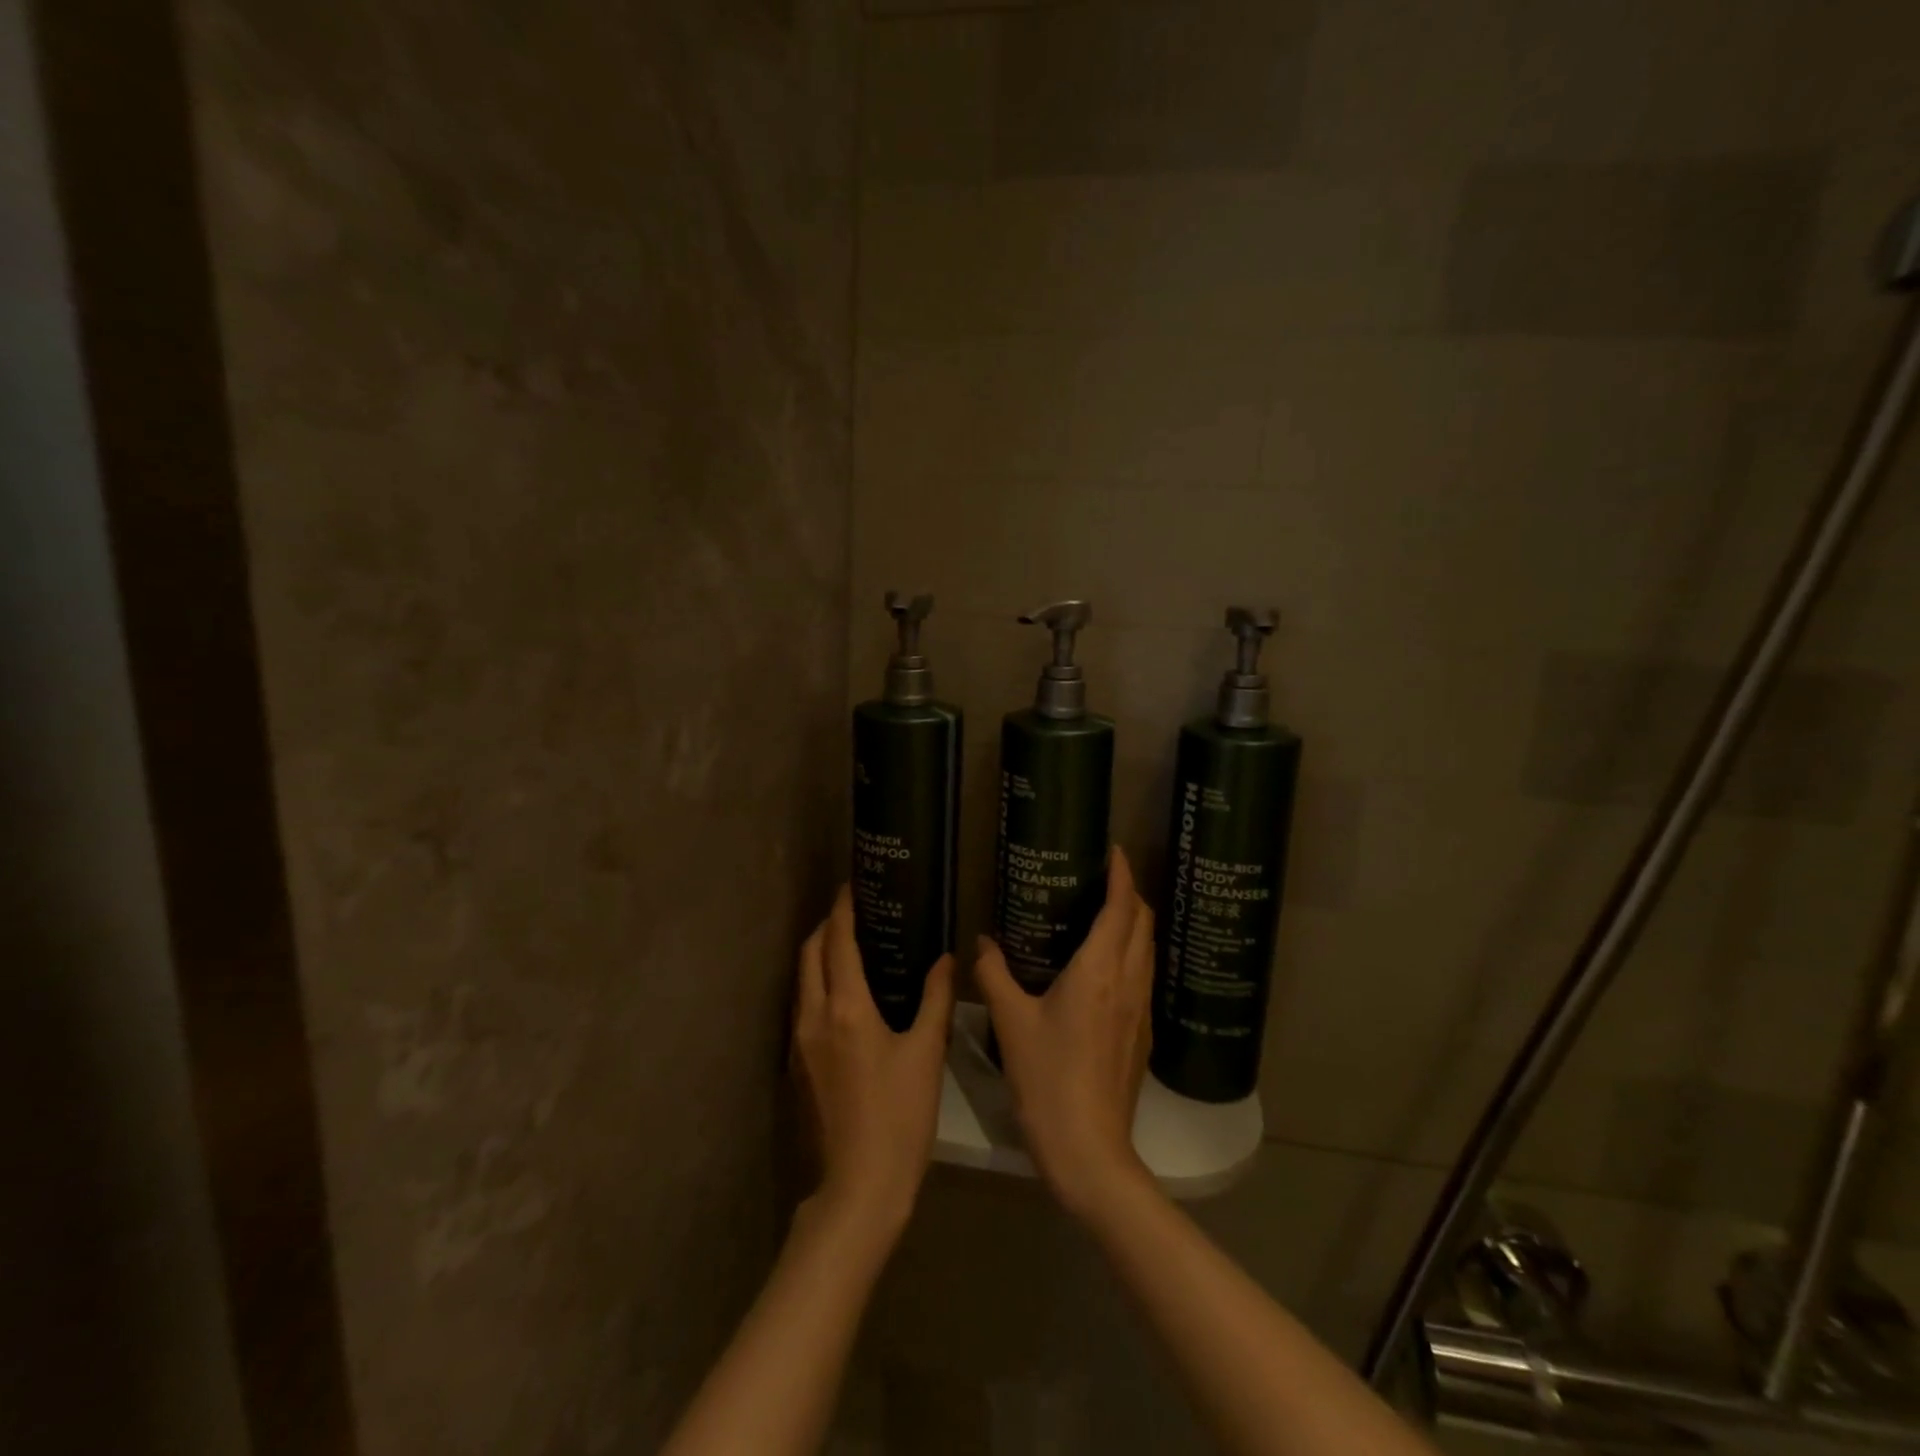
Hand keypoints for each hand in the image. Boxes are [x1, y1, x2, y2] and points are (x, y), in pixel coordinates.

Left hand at [792, 886, 955, 1244]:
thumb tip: (946, 958)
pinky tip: (844, 993)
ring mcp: (799, 1042)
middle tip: (855, 912)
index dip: (843, 909)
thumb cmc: (899, 1117)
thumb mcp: (926, 1053)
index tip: (852, 885)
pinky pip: (803, 1005)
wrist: (859, 1187)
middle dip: (826, 926)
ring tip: (850, 945)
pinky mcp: (797, 1064)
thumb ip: (936, 998)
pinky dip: (818, 983)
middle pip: (810, 953)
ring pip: (802, 979)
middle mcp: (813, 1016)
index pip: (838, 942)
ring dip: (819, 954)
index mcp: (846, 1008)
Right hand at [975, 847, 1155, 1220]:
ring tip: (1104, 913)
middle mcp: (1129, 982)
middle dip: (1131, 893)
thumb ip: (995, 975)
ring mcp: (1142, 1011)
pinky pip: (1143, 976)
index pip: (1123, 908)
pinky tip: (1105, 967)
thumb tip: (982, 942)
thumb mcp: (1011, 1022)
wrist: (1090, 1150)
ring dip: (1134, 923)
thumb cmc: (1047, 1079)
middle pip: (1144, 923)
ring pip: (1148, 949)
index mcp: (1100, 970)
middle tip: (1103, 879)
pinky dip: (1132, 953)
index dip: (1123, 875)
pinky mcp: (1143, 1035)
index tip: (1115, 851)